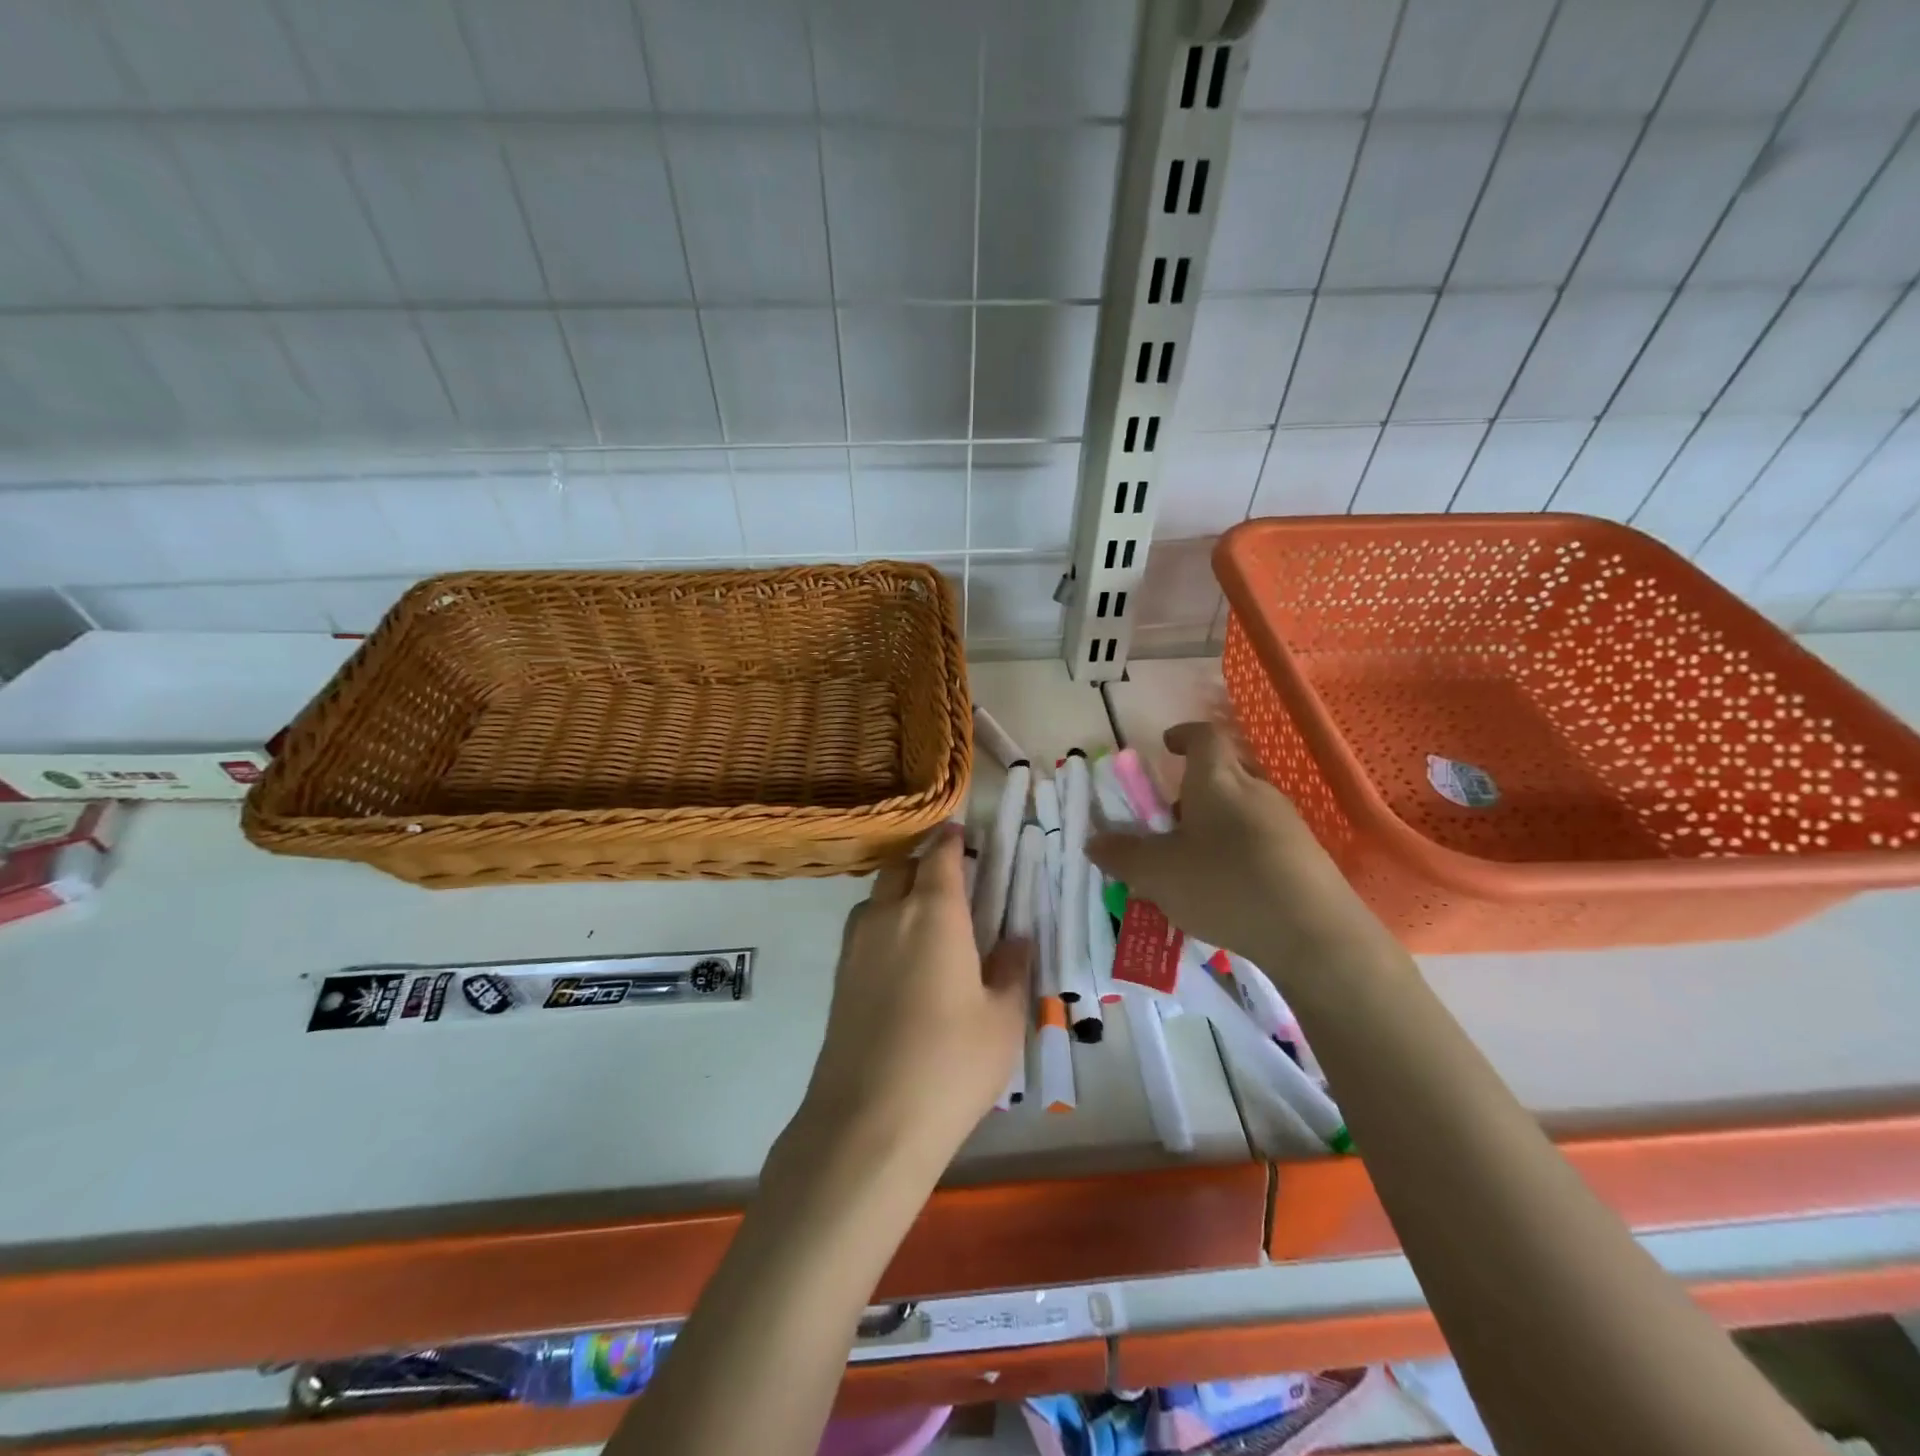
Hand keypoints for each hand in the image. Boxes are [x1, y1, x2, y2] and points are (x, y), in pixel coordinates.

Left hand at [793, 828, 1029, 1177]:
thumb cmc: (951, 1063)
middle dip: (923, 862)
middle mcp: (888, 914)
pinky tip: (904, 958)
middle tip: (952, 880)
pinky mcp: (840, 976)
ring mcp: (856, 945)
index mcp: (933, 912)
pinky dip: (884, 923)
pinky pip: (864, 928)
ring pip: (877, 896)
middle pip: (900, 866)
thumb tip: (1017, 940)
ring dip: (901, 892)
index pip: (940, 855)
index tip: (962, 833)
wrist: (869, 1121)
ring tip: (929, 920)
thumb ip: (1011, 969)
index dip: (951, 838)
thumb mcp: (1002, 1018)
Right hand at [1087, 723, 1388, 971]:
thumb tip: (1094, 842)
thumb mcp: (1157, 873)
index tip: (1166, 746)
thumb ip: (1122, 855)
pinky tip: (1228, 890)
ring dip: (1215, 825)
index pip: (1204, 736)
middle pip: (1224, 773)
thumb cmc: (1225, 885)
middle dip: (1194, 791)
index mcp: (1217, 780)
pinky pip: (1262, 839)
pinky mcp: (1306, 856)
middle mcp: (1255, 790)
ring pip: (1242, 809)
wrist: (1314, 933)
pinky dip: (1239, 852)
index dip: (1184, 735)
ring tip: (1193, 864)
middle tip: (1170, 821)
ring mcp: (1286, 822)